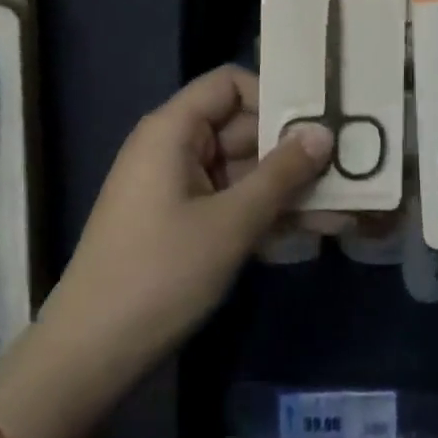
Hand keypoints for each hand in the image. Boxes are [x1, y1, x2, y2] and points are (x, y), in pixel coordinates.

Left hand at [35, 66, 331, 394]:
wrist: (91, 354)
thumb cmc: (160, 274)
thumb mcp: (230, 223)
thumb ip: (281, 174)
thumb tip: (324, 132)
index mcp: (173, 129)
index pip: (229, 83)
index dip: (272, 96)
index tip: (315, 123)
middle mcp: (174, 146)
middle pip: (241, 127)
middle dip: (291, 150)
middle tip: (346, 167)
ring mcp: (177, 186)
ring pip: (242, 169)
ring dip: (285, 187)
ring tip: (342, 207)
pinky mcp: (182, 221)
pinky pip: (230, 200)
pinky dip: (263, 212)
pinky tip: (311, 231)